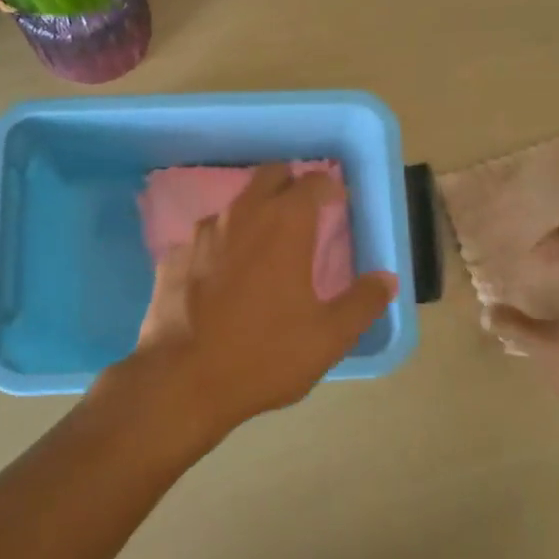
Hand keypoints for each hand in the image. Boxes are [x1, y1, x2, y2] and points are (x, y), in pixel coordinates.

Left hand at [113, 164, 397, 447]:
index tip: (338, 202)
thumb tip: (386, 278)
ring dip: (253, 215)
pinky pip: (203, 240)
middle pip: (269, 176)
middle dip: (289, 184)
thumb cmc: (265, 355)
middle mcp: (241, 216)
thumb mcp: (329, 337)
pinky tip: (221, 279)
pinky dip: (219, 248)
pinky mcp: (172, 258)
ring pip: (234, 207)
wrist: (182, 381)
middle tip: (303, 211)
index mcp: (285, 225)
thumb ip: (362, 302)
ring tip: (263, 247)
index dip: (329, 187)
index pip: (312, 183)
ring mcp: (200, 235)